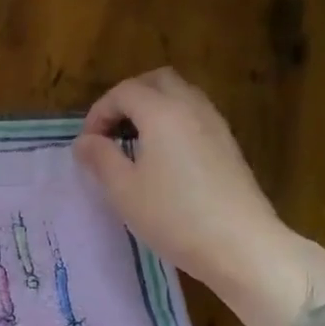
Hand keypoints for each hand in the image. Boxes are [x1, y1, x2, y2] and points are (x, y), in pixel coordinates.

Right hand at [73, 69, 324, 325]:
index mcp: (162, 113)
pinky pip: (195, 116)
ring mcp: (215, 125)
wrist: (239, 244)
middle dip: (128, 98)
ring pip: (180, 95)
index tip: (87, 143)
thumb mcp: (123, 190)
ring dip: (152, 108)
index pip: (124, 92)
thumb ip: (101, 158)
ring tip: (134, 142)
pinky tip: (162, 157)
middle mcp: (191, 108)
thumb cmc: (173, 216)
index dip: (99, 112)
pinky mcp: (228, 145)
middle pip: (157, 81)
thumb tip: (85, 141)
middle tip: (110, 130)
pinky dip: (172, 121)